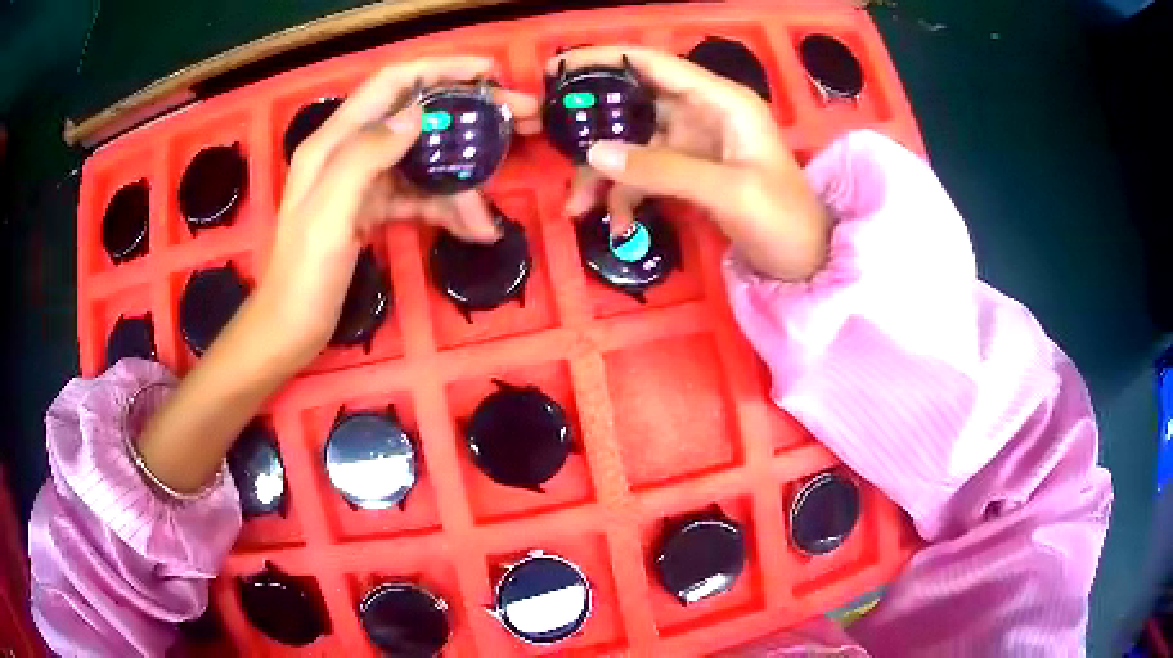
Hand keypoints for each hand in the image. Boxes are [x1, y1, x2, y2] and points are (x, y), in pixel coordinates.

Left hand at [258, 56, 539, 363]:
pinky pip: (417, 196)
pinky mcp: (372, 210)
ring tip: (487, 217)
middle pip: (416, 117)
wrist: (291, 328)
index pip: (392, 83)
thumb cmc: (304, 273)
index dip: (439, 69)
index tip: (488, 72)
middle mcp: (350, 151)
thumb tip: (418, 116)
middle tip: (518, 123)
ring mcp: (363, 182)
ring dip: (459, 182)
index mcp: (334, 141)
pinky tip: (472, 230)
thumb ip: (367, 155)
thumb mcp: (330, 212)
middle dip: (466, 119)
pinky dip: (445, 209)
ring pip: (422, 162)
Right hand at [551, 47, 830, 281]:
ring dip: (602, 174)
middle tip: (550, 139)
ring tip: (576, 206)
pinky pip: (645, 176)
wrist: (807, 263)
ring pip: (632, 145)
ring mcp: (694, 144)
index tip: (557, 67)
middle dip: (594, 126)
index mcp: (721, 100)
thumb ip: (662, 169)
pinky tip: (617, 225)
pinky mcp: (688, 174)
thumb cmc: (783, 218)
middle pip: (634, 104)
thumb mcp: (727, 190)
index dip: (604, 59)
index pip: (653, 63)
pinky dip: (626, 197)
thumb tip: (593, 154)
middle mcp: (703, 113)